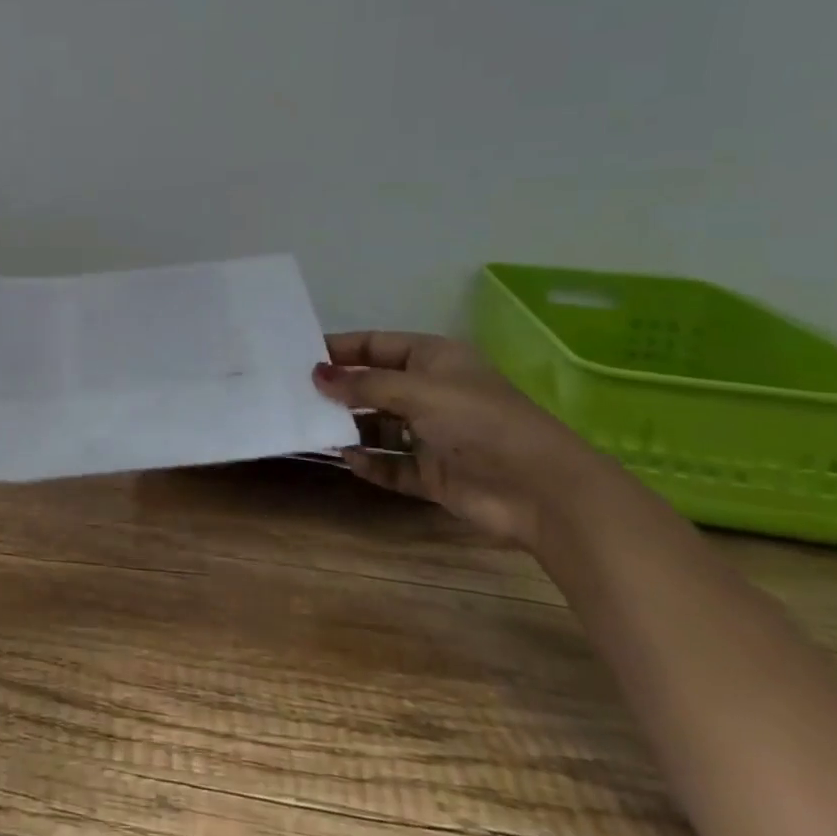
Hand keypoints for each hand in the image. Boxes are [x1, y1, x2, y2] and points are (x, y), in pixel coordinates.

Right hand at [313, 331, 625, 548]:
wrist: (539, 490)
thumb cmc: (478, 421)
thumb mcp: (417, 390)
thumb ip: (364, 384)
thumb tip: (316, 375)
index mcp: (434, 360)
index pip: (376, 345)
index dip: (341, 349)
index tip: (301, 356)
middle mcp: (431, 393)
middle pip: (374, 386)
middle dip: (340, 391)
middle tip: (296, 394)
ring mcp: (432, 435)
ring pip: (379, 427)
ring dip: (350, 427)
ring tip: (312, 427)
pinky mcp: (433, 473)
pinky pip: (392, 465)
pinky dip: (370, 463)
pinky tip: (347, 459)